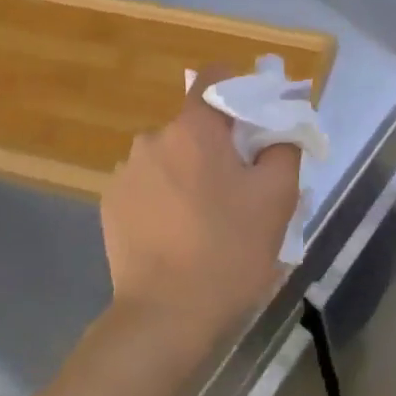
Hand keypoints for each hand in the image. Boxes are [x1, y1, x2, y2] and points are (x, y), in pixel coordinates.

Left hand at [101, 81, 301, 345]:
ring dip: (192, 172)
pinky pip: (150, 185)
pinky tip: (180, 233)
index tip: (261, 118)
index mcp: (193, 130)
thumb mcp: (278, 198)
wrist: (165, 316)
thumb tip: (281, 123)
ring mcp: (125, 173)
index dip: (243, 88)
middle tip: (243, 185)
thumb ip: (284, 146)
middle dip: (221, 144)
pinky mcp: (111, 205)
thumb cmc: (229, 251)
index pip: (216, 79)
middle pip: (196, 125)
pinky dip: (168, 196)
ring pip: (172, 157)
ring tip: (210, 216)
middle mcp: (152, 140)